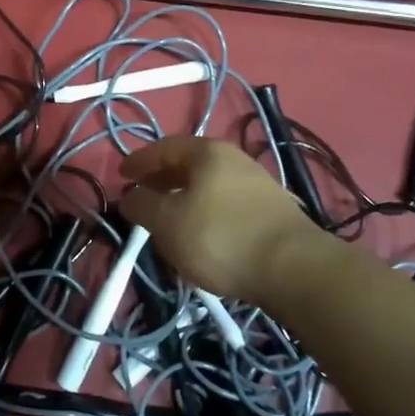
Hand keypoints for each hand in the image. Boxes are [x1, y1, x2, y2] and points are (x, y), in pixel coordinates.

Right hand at [118, 137, 324, 303]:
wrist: (293, 268)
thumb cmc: (220, 237)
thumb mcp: (168, 223)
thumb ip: (143, 206)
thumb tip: (131, 197)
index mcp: (207, 152)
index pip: (164, 147)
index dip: (139, 161)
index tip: (121, 174)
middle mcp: (234, 159)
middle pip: (189, 165)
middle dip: (162, 180)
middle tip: (142, 197)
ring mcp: (257, 184)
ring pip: (208, 187)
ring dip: (184, 200)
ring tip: (169, 222)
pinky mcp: (271, 212)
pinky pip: (226, 206)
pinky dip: (205, 214)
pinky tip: (201, 237)